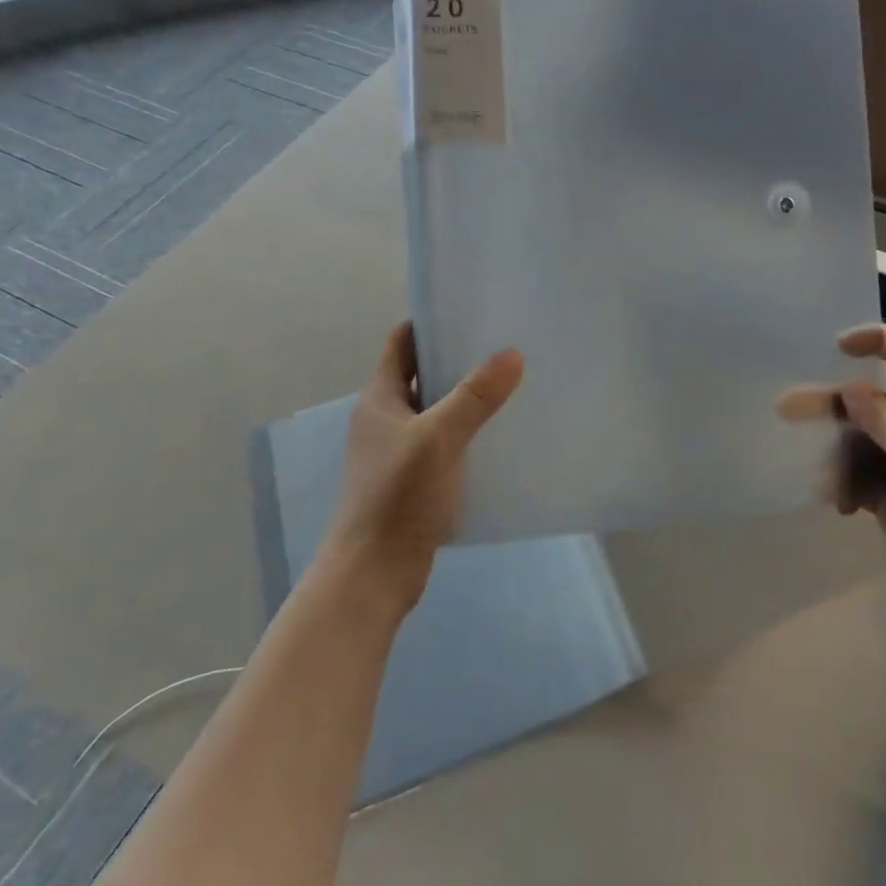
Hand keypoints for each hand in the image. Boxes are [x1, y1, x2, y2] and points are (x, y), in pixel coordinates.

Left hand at [323, 322, 523, 615]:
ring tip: (512, 387)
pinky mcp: (413, 481)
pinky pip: (444, 444)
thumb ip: (475, 396)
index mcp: (380, 399)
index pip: (402, 342)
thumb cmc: (398, 496)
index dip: (431, 322)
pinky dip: (467, 435)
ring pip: (436, 412)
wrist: (373, 574)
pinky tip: (499, 438)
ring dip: (466, 400)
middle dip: (459, 360)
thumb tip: (511, 353)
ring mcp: (398, 452)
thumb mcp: (440, 438)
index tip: (472, 311)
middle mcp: (385, 419)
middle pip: (422, 375)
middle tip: (505, 347)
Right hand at [780, 325, 885, 605]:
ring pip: (857, 442)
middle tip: (786, 407)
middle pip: (871, 403)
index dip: (878, 342)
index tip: (837, 347)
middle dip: (833, 409)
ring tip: (830, 485)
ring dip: (839, 460)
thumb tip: (849, 388)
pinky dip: (846, 486)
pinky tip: (843, 505)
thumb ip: (880, 414)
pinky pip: (856, 475)